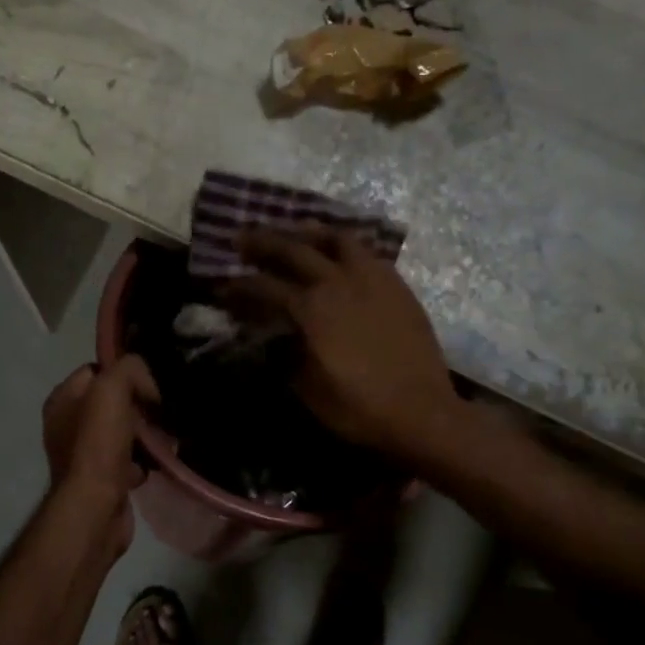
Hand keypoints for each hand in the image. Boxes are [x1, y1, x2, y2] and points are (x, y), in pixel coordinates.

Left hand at [42, 356, 157, 500]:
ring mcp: (84, 454)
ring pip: (125, 431)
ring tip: (165, 440)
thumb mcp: (111, 389)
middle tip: (161, 414)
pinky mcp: (101, 479)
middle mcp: (67, 424)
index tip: (149, 386)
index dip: (125, 374)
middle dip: (141, 407)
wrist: (96, 507)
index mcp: (62, 399)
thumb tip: (146, 382)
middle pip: (114, 402)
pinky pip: (128, 460)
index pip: (98, 370)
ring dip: (147, 435)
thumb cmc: (98, 444)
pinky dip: (143, 461)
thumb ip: (128, 369)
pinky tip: (154, 464)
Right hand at [229, 229, 460, 461]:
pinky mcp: (397, 285)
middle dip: (263, 242)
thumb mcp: (307, 389)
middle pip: (294, 249)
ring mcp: (372, 278)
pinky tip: (341, 255)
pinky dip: (345, 247)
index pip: (264, 287)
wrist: (421, 412)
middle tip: (243, 238)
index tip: (223, 286)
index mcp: (311, 309)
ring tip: (296, 232)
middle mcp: (338, 282)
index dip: (239, 286)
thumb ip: (285, 356)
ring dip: (310, 232)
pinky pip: (367, 253)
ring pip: (337, 238)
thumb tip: (273, 339)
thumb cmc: (358, 407)